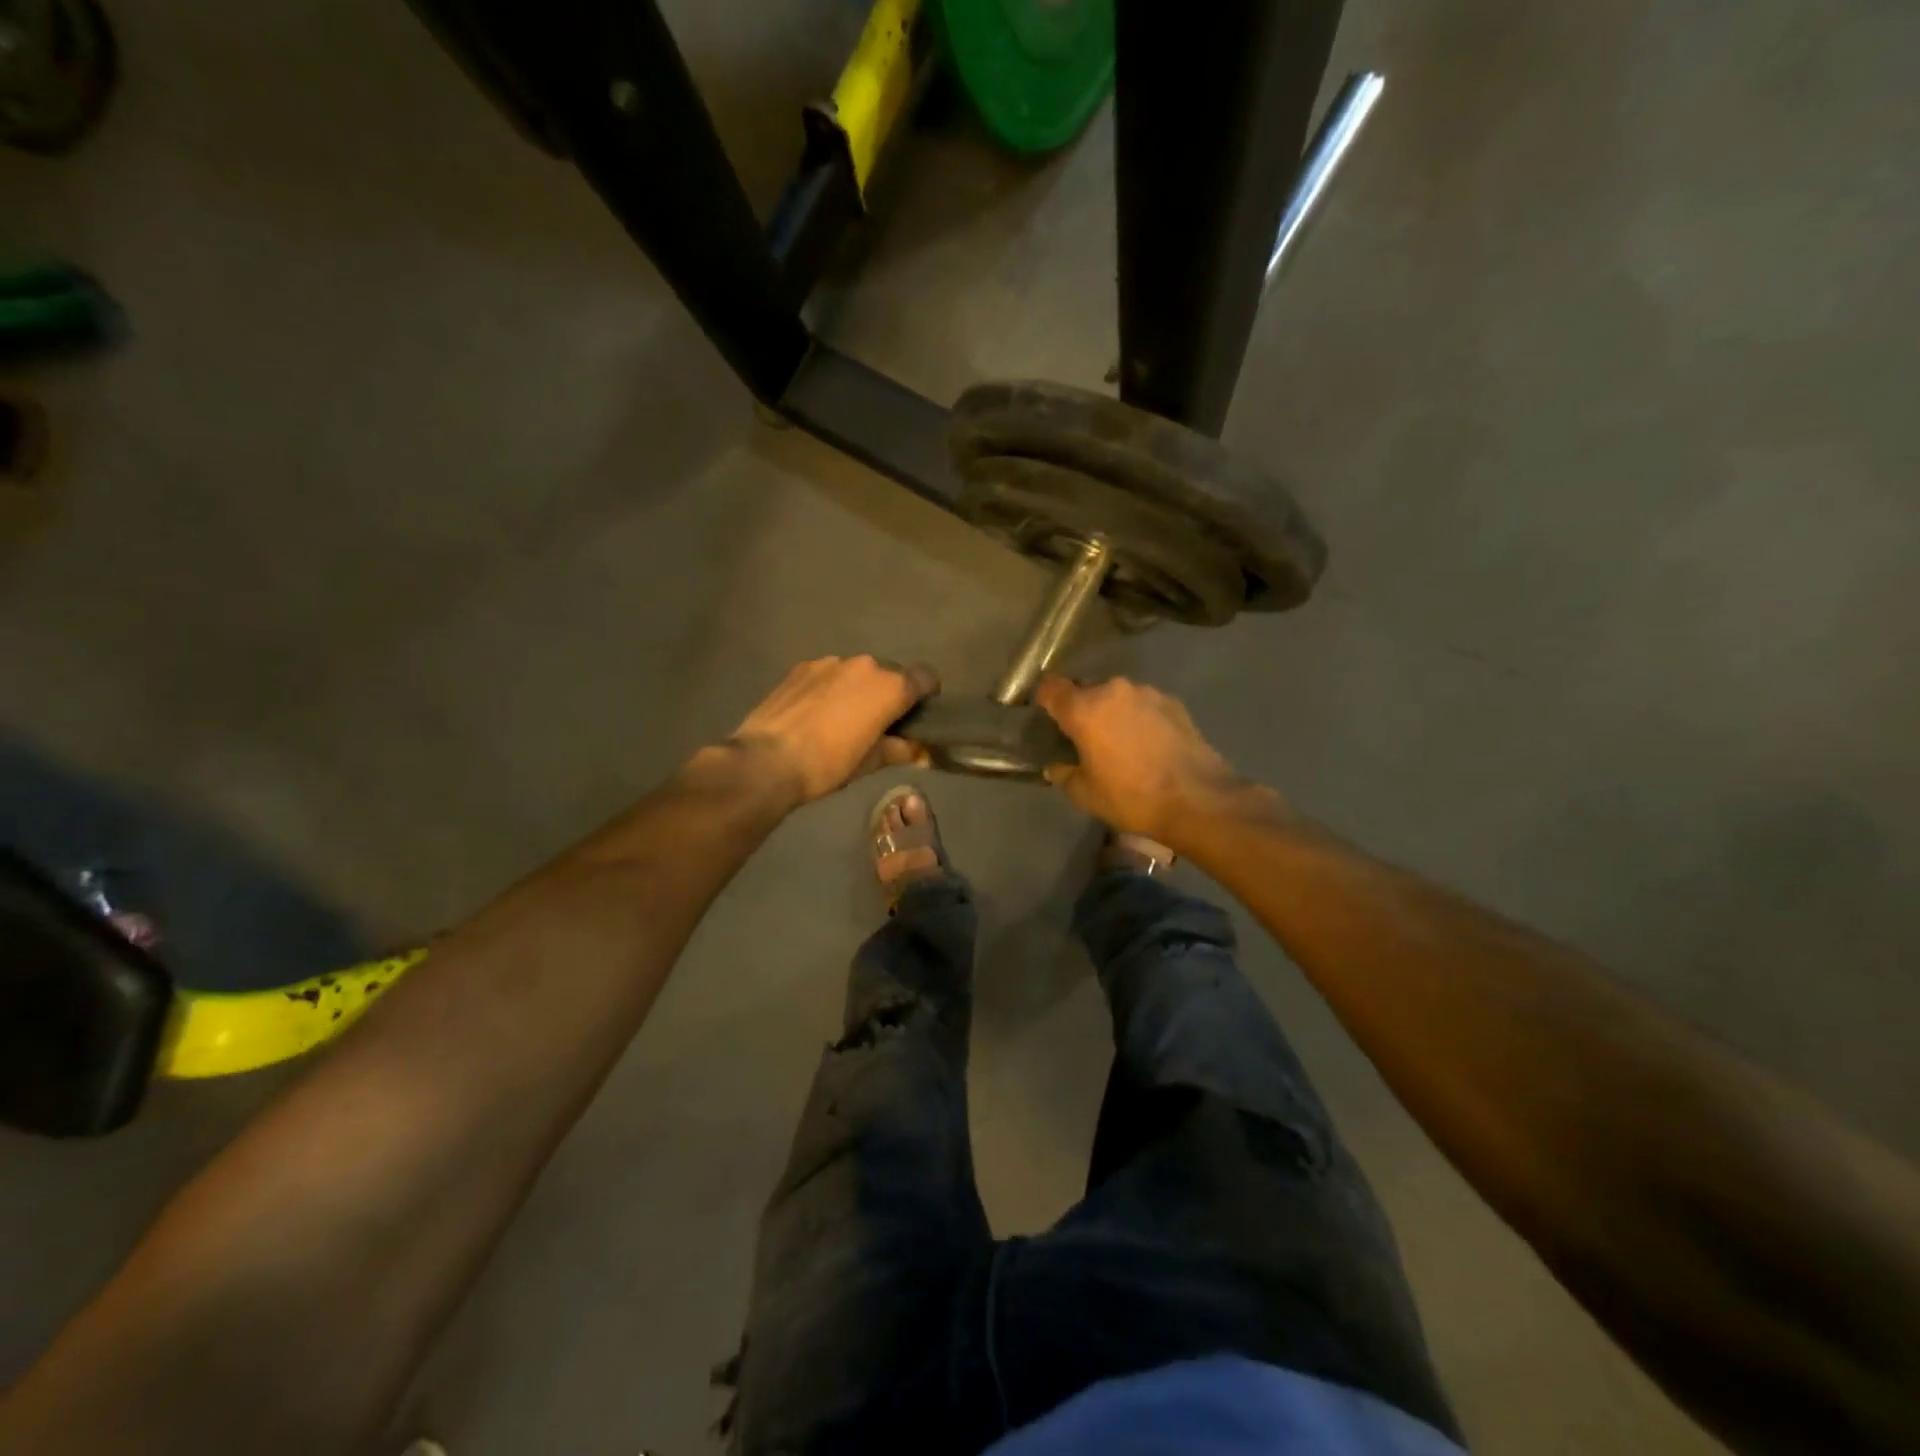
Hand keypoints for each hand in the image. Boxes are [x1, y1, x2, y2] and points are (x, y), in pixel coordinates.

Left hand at [727, 656, 936, 804]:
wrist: (767, 760)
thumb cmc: (829, 764)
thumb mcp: (871, 763)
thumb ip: (900, 750)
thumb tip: (922, 752)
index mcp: (890, 687)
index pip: (925, 677)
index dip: (927, 694)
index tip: (918, 713)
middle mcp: (865, 665)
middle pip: (890, 673)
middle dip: (889, 693)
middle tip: (878, 722)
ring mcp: (830, 662)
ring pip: (857, 672)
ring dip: (858, 689)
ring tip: (841, 718)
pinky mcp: (801, 667)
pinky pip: (829, 674)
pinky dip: (830, 688)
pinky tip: (815, 713)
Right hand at [1034, 675, 1250, 843]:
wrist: (1198, 799)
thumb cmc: (1132, 797)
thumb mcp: (1085, 795)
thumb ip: (1064, 775)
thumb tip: (1057, 767)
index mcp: (1084, 709)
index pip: (1051, 688)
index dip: (1044, 698)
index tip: (1045, 713)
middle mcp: (1113, 690)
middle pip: (1086, 690)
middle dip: (1082, 708)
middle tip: (1084, 736)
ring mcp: (1147, 693)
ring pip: (1118, 696)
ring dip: (1113, 712)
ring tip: (1120, 741)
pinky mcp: (1174, 703)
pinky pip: (1144, 704)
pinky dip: (1139, 718)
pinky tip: (1148, 743)